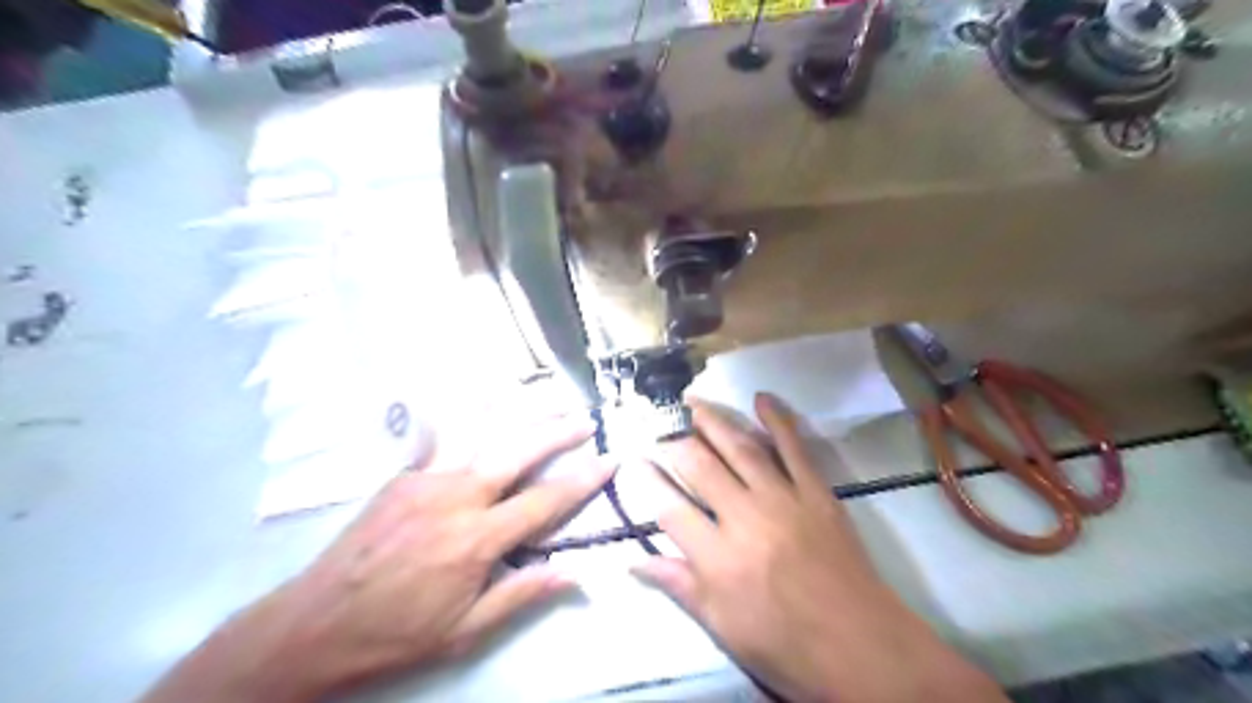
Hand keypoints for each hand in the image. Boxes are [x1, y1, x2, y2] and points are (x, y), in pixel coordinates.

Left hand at [144, 412, 615, 702]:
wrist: (313, 626)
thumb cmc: (396, 634)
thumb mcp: (465, 630)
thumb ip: (521, 595)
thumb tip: (573, 572)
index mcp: (477, 540)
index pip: (544, 501)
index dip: (582, 480)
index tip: (609, 460)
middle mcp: (457, 498)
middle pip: (518, 452)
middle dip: (557, 431)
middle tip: (585, 418)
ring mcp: (426, 480)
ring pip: (480, 433)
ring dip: (516, 411)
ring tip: (543, 393)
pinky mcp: (401, 476)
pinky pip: (439, 438)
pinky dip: (464, 414)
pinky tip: (478, 395)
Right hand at [638, 396, 1003, 702]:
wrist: (863, 648)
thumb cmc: (787, 647)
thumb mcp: (723, 628)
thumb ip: (679, 586)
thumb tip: (634, 559)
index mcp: (718, 559)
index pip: (669, 507)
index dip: (647, 479)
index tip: (632, 458)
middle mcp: (745, 518)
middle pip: (699, 466)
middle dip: (673, 442)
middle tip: (659, 426)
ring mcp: (783, 499)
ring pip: (740, 448)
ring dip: (713, 421)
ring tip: (692, 402)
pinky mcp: (816, 492)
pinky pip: (794, 448)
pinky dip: (778, 420)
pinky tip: (761, 398)